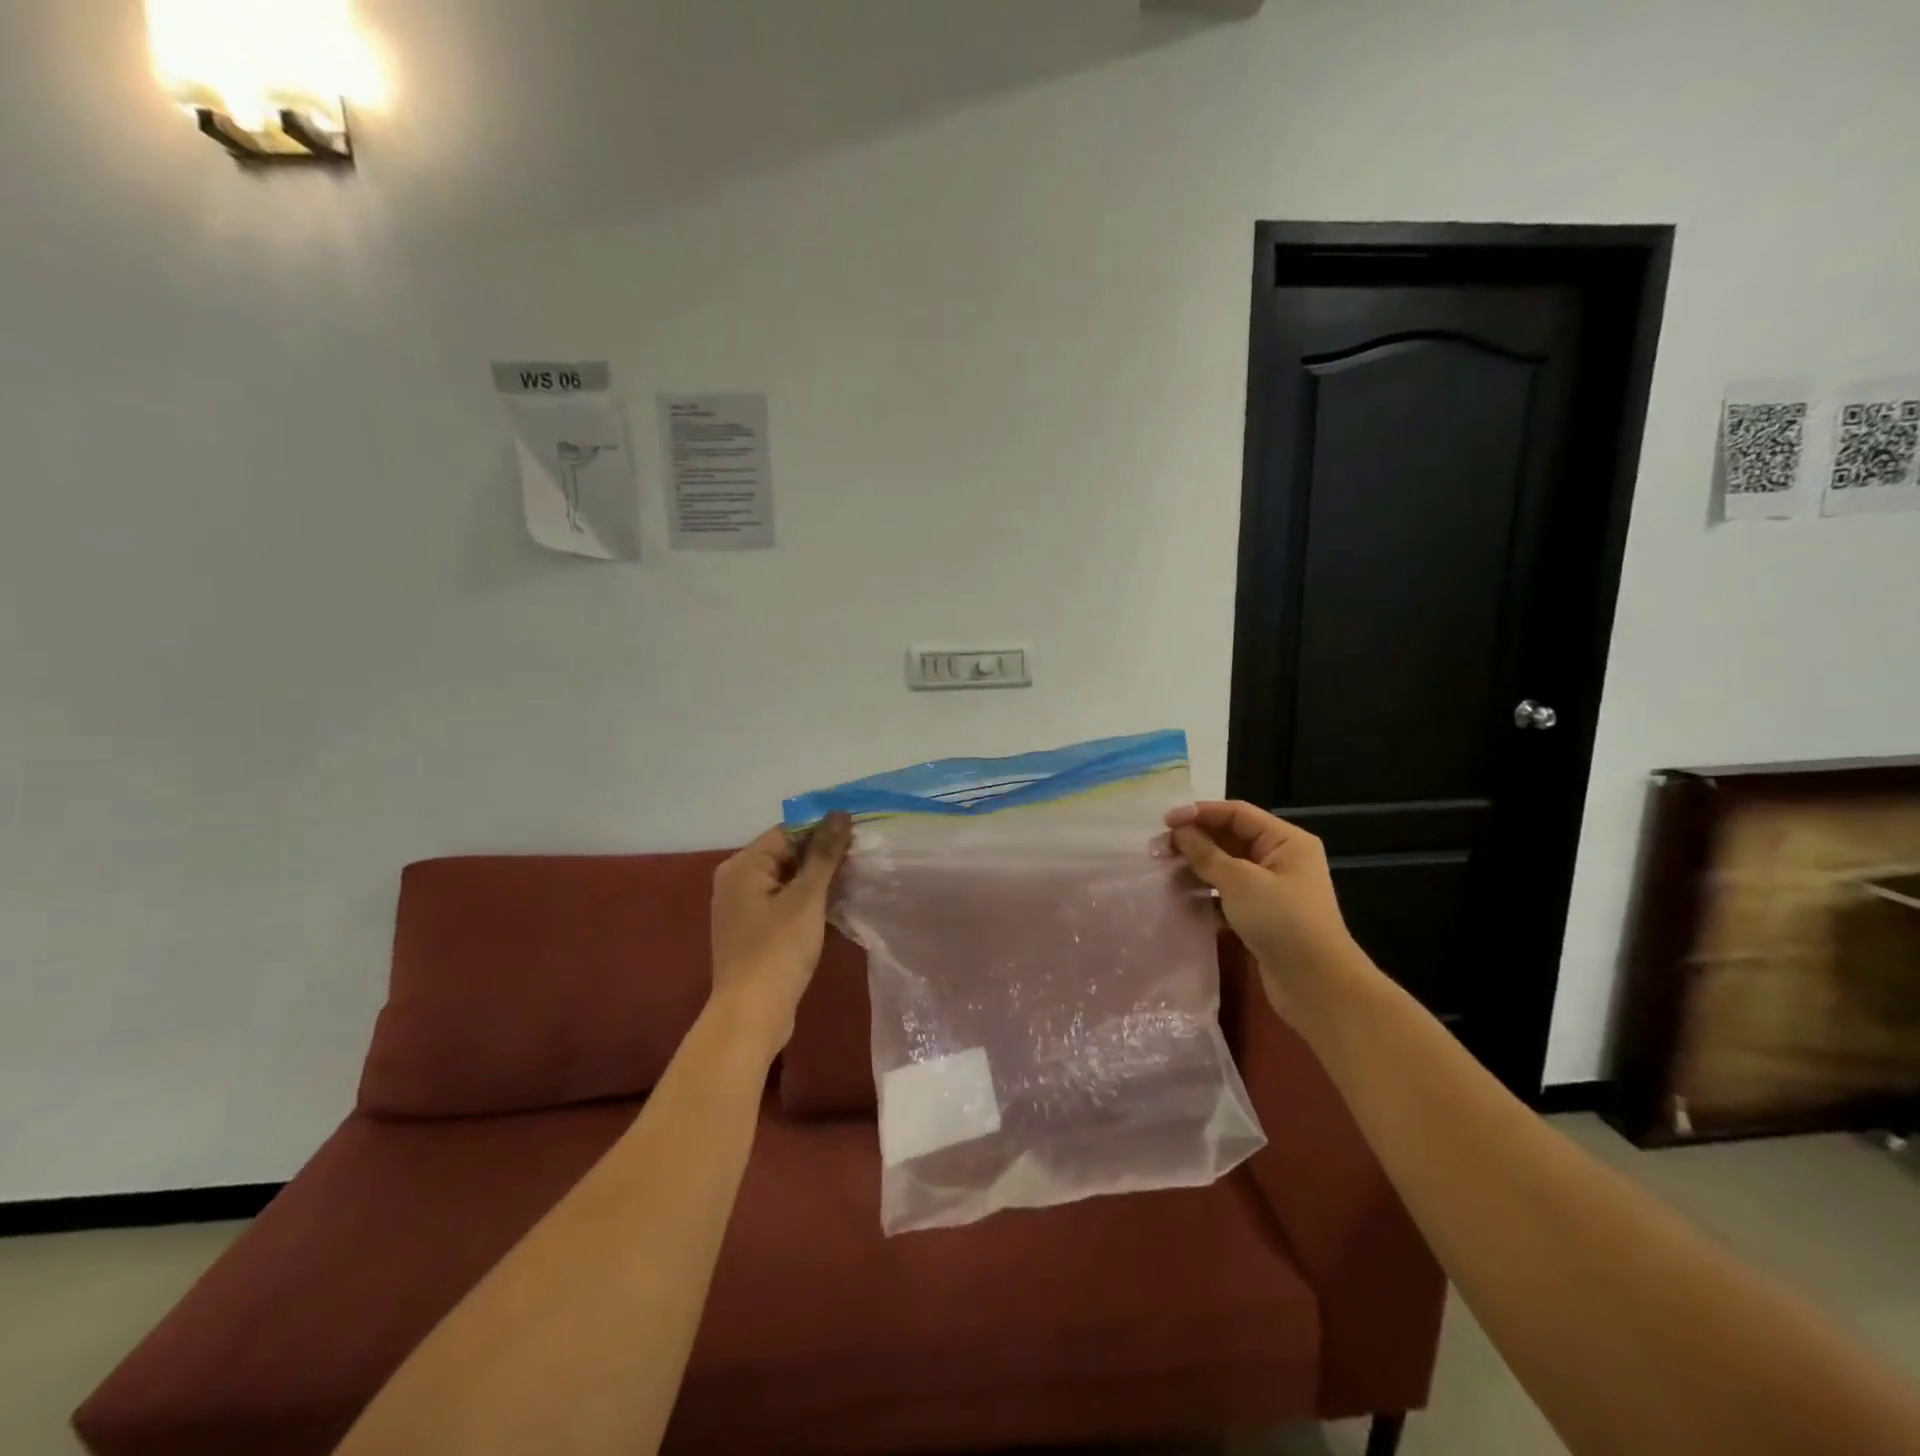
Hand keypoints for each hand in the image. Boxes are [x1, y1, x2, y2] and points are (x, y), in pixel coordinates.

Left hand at [708, 812, 852, 1057]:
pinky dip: (808, 904)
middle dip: (823, 858)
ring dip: (819, 882)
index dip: (822, 832)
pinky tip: (837, 909)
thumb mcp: (806, 897)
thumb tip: (840, 813)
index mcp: (743, 866)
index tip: (858, 838)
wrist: (752, 1015)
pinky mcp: (754, 933)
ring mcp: (744, 910)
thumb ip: (825, 853)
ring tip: (856, 882)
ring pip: (788, 882)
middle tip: (861, 861)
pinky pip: (785, 905)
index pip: (787, 832)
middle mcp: (737, 882)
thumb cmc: (777, 949)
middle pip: (787, 856)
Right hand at [1166, 801, 1362, 1017]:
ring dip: (1196, 867)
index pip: (1236, 813)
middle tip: (1157, 850)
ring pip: (1226, 866)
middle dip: (1194, 841)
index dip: (1199, 812)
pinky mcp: (1262, 914)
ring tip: (1164, 873)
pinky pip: (1228, 893)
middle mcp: (1280, 858)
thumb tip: (1180, 832)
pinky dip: (1206, 892)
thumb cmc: (1282, 922)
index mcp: (1285, 841)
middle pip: (1229, 837)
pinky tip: (1182, 898)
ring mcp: (1272, 888)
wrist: (1316, 985)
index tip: (1165, 822)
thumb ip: (1206, 853)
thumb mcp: (1240, 881)